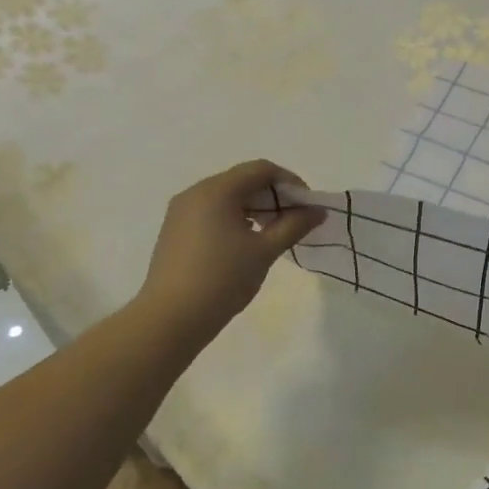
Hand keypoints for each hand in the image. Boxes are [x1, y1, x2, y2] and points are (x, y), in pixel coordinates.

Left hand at [137, 161, 324, 342]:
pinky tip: (246, 243)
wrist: (170, 318)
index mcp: (217, 190)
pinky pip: (212, 212)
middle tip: (294, 221)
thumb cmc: (222, 279)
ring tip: (273, 234)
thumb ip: (294, 225)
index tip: (307, 206)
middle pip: (243, 180)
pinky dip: (235, 218)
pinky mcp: (175, 230)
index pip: (261, 169)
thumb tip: (318, 211)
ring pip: (227, 197)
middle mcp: (196, 192)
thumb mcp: (265, 251)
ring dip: (255, 208)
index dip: (290, 182)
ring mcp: (181, 211)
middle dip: (273, 196)